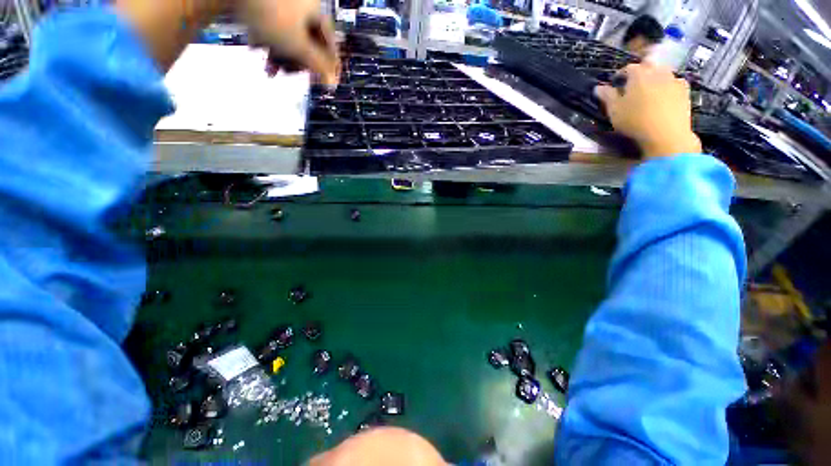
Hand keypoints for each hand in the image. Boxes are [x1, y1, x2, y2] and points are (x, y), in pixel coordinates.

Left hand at [240, 0, 339, 85]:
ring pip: (289, 36)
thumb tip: (332, 83)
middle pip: (308, 42)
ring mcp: (284, 2)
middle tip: (287, 73)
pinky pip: (274, 26)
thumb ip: (318, 66)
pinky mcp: (265, 2)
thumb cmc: (270, 15)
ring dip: (280, 54)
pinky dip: (267, 39)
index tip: (323, 83)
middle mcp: (303, 4)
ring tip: (268, 67)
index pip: (330, 44)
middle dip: (297, 61)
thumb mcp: (298, 45)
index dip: (328, 66)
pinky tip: (256, 46)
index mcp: (317, 10)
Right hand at [595, 63, 701, 159]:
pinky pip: (675, 83)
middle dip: (640, 72)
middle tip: (633, 85)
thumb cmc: (634, 120)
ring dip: (656, 77)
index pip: (628, 68)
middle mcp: (657, 71)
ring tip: (650, 90)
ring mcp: (674, 79)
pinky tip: (665, 95)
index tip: (615, 84)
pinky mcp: (685, 91)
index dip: (620, 75)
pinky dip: (669, 86)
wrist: (666, 133)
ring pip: (663, 72)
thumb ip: (607, 96)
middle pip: (648, 65)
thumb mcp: (614, 110)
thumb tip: (598, 87)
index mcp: (638, 74)